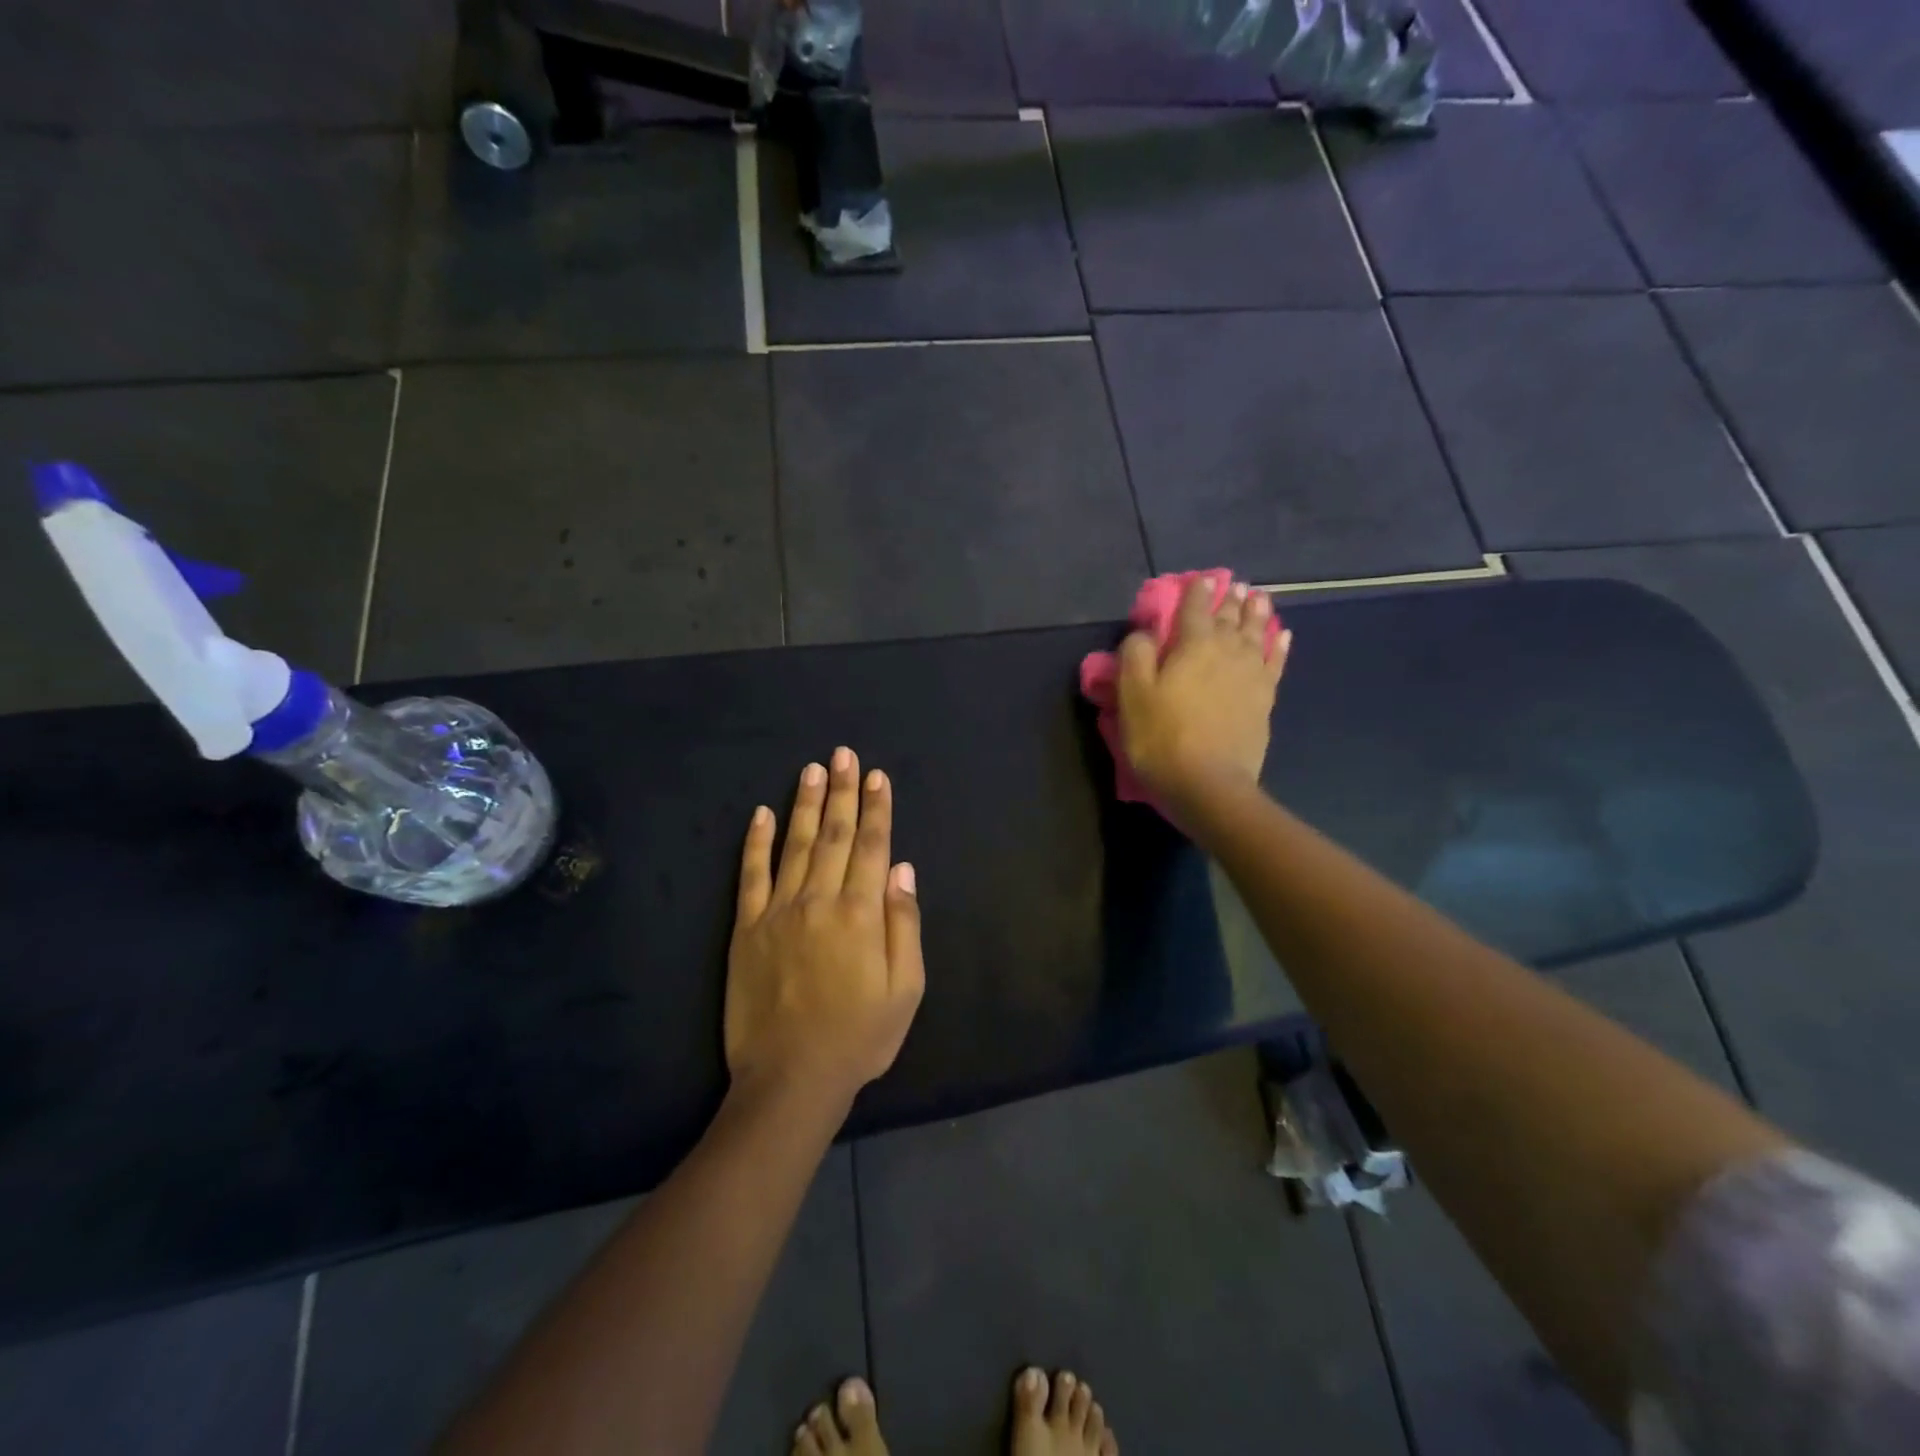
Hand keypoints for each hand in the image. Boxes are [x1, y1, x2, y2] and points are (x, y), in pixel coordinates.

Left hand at [726, 748, 925, 1113]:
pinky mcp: (746, 928)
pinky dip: (755, 842)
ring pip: (796, 845)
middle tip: (843, 754)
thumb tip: (903, 869)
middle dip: (842, 791)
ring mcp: (779, 911)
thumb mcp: (905, 990)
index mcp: (861, 913)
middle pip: (835, 835)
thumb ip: (905, 925)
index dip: (877, 808)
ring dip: (806, 804)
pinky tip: (760, 814)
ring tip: (811, 770)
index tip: (877, 776)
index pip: (873, 846)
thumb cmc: (859, 1036)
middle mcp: (819, 900)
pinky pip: (751, 875)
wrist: (790, 1079)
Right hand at [1117, 577, 1291, 809]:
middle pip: (1229, 618)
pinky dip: (1279, 645)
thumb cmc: (1161, 738)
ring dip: (1256, 613)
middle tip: (1233, 584)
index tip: (1200, 578)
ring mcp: (1250, 675)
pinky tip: (1283, 635)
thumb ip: (1136, 655)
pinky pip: (1275, 662)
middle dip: (1229, 599)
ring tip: (1259, 597)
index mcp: (1192, 646)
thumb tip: (1145, 632)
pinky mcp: (1265, 699)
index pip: (1194, 609)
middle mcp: (1226, 652)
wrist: (1208, 783)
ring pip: (1256, 633)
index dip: (1196, 592)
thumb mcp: (1132, 696)